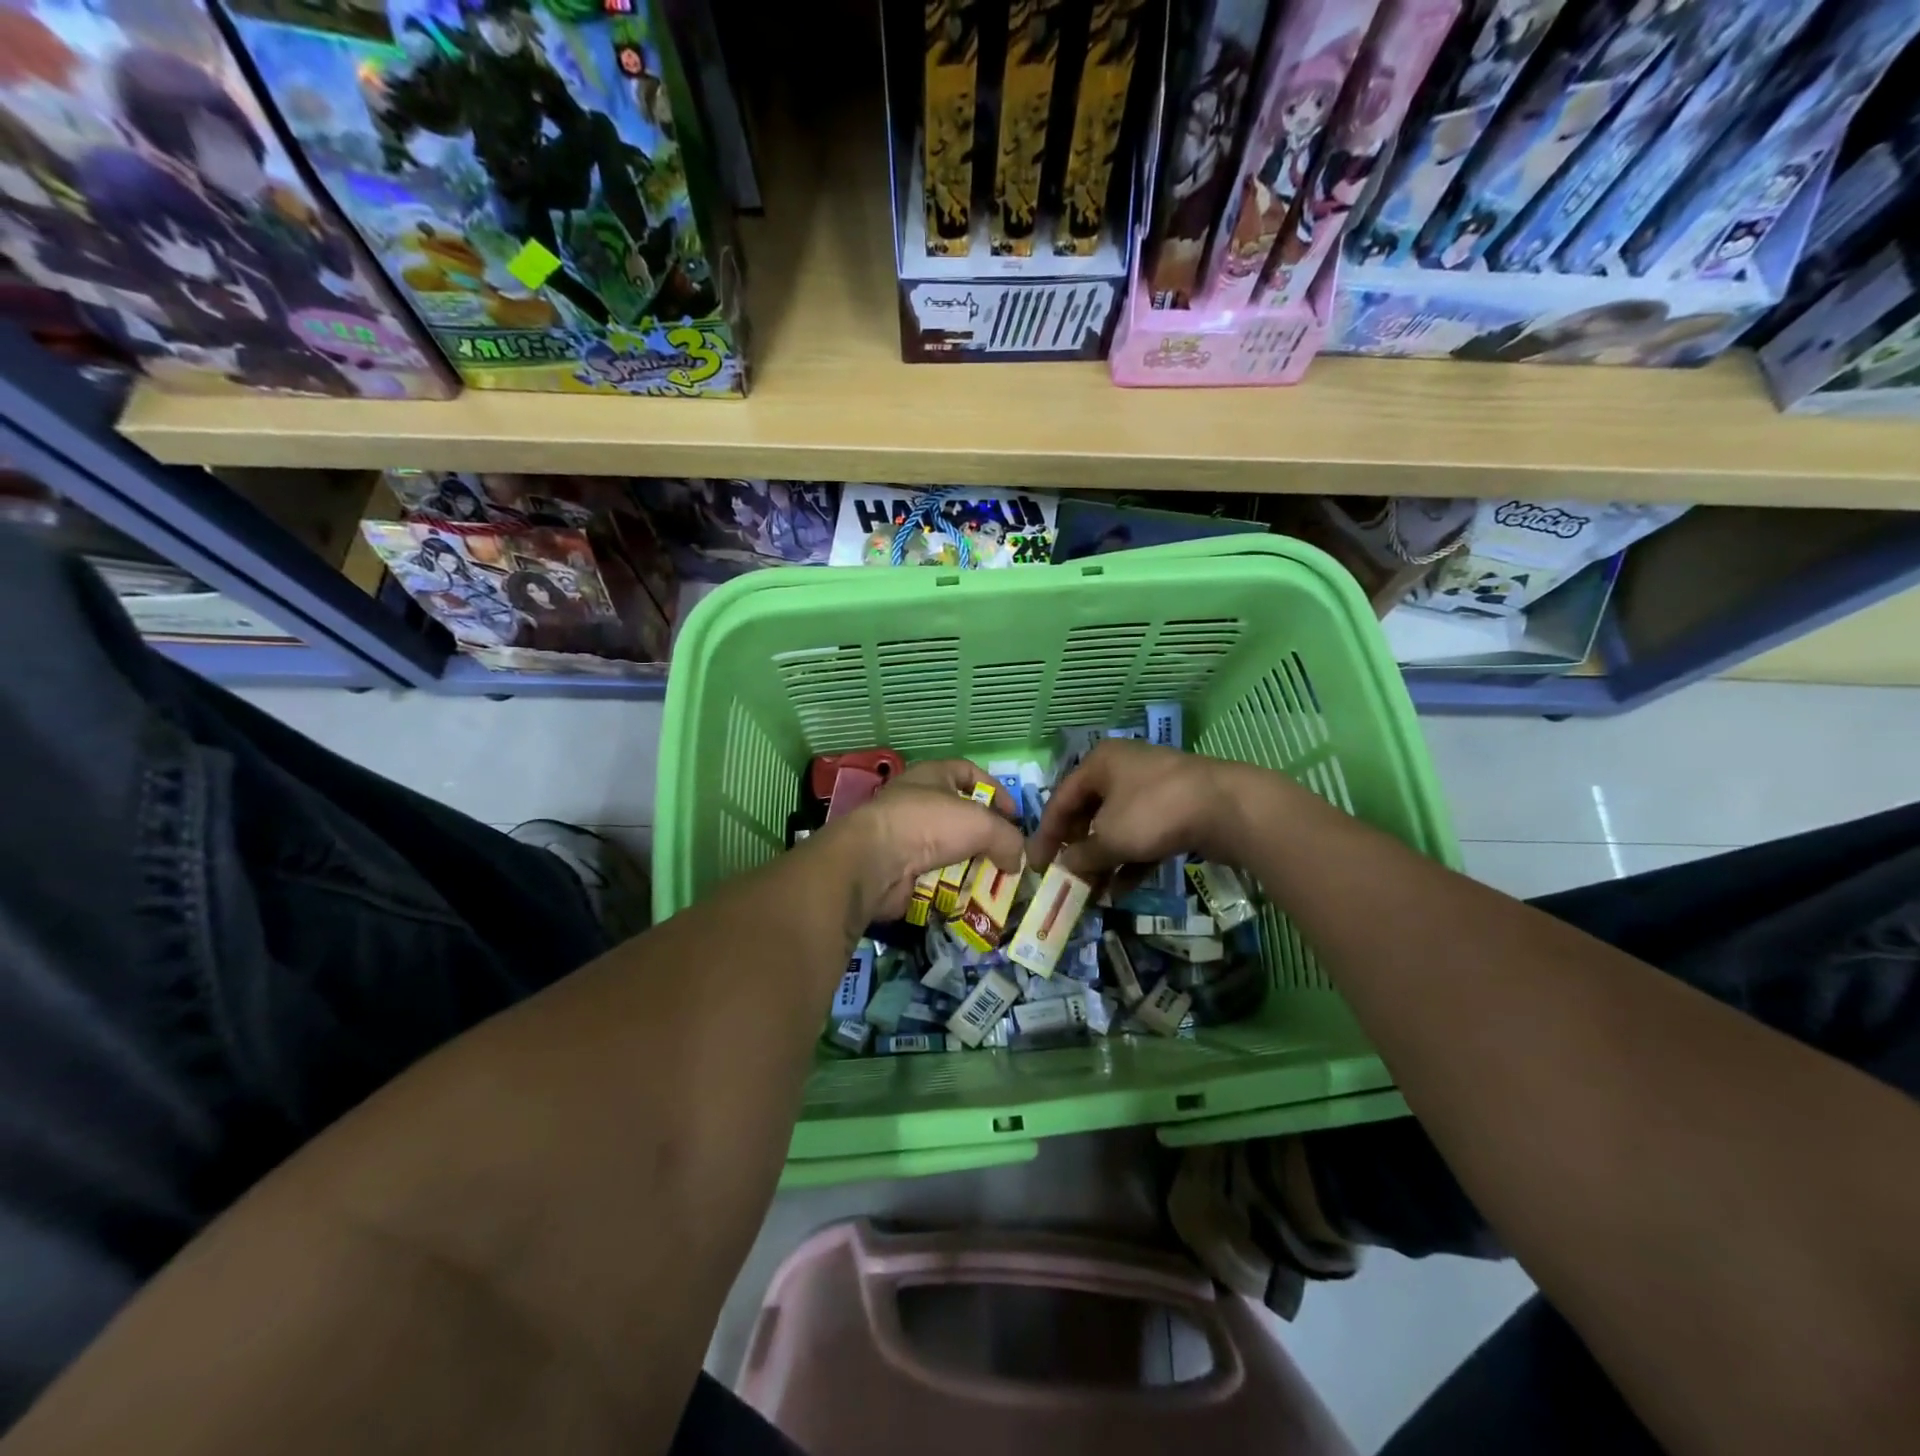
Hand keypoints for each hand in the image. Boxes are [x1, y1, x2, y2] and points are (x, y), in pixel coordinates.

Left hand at [823, 759, 1023, 929]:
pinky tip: (970, 898)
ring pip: (949, 849)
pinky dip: (952, 887)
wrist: (875, 862)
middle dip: (985, 836)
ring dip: (971, 865)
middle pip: (960, 816)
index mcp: (932, 775)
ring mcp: (905, 836)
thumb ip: (1008, 838)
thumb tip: (1017, 860)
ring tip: (994, 882)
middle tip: (1007, 856)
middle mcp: (917, 801)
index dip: (996, 790)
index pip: (970, 772)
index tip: (1015, 816)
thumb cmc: (929, 824)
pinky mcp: (900, 868)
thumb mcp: (981, 823)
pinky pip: (935, 876)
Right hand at [1029, 740, 1251, 877]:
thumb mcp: (1110, 838)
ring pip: (1117, 827)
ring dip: (1103, 861)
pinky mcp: (1176, 809)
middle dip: (1078, 850)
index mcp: (1100, 763)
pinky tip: (1121, 891)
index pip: (1061, 799)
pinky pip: (1143, 835)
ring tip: (1092, 893)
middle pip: (1089, 812)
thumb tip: (1065, 866)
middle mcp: (1123, 770)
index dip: (1047, 835)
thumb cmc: (1154, 812)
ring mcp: (1152, 789)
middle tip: (1067, 878)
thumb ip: (1082, 855)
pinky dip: (1130, 861)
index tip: (1037, 866)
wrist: (1227, 808)